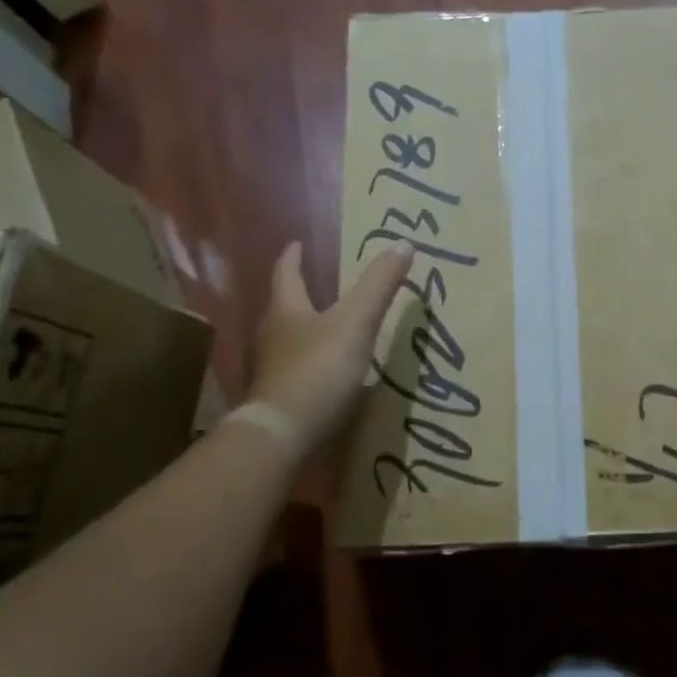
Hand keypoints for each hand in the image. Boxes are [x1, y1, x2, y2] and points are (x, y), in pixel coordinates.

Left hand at [244, 240, 412, 456]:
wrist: (284, 434)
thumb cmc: (318, 368)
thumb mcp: (356, 321)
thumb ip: (379, 285)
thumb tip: (404, 242)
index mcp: (286, 310)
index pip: (286, 273)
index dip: (293, 257)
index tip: (296, 244)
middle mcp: (272, 335)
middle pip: (285, 306)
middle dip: (301, 293)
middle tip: (320, 283)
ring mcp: (273, 369)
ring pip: (290, 339)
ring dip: (307, 329)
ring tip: (331, 326)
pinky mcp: (281, 398)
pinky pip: (298, 370)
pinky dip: (313, 363)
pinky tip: (332, 371)